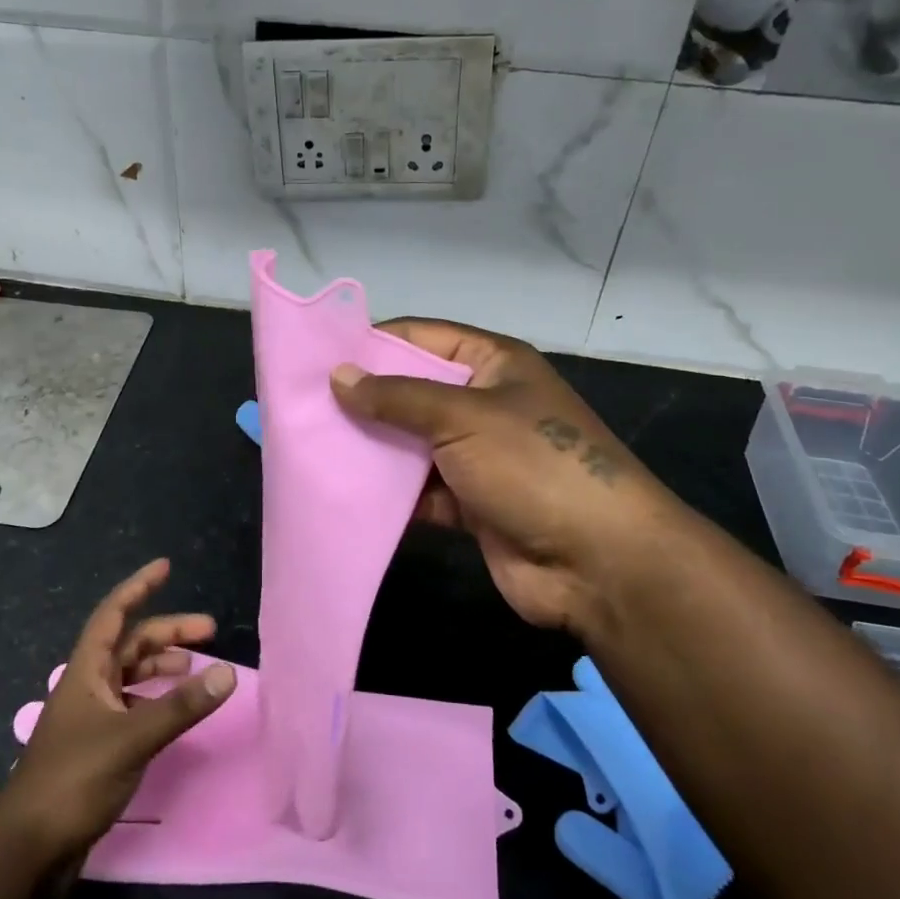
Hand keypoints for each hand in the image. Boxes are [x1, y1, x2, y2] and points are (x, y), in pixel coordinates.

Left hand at [0, 559, 234, 859]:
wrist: (28, 849)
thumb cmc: (73, 780)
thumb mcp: (131, 738)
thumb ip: (179, 706)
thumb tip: (227, 673)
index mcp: (86, 671)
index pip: (114, 614)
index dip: (138, 587)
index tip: (166, 567)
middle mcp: (88, 686)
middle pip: (130, 644)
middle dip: (168, 632)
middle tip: (210, 630)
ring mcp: (91, 718)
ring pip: (132, 676)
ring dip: (162, 666)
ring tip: (195, 668)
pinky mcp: (97, 747)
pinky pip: (133, 706)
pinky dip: (156, 700)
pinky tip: (174, 710)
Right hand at [330, 320, 685, 634]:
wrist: (598, 561)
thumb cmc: (533, 466)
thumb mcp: (463, 417)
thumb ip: (397, 397)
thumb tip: (338, 376)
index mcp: (492, 364)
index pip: (422, 337)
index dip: (372, 342)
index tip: (317, 356)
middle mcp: (483, 404)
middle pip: (411, 392)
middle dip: (363, 400)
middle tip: (301, 407)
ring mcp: (477, 456)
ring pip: (411, 444)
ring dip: (371, 450)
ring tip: (310, 449)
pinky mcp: (470, 503)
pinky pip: (418, 491)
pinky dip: (389, 495)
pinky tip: (344, 494)